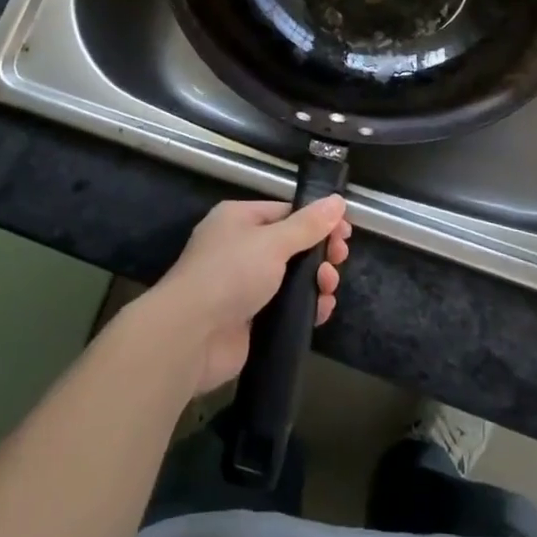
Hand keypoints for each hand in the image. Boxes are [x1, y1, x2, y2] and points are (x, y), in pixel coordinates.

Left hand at [143, 198, 351, 394]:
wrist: (191, 335)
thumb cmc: (231, 274)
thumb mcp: (273, 242)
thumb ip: (308, 225)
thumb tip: (337, 201)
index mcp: (239, 219)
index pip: (286, 211)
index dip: (317, 220)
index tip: (345, 232)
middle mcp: (240, 248)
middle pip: (291, 244)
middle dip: (319, 252)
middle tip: (339, 260)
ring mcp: (243, 285)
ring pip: (290, 277)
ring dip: (315, 280)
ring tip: (329, 287)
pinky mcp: (249, 319)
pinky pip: (284, 307)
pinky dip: (305, 307)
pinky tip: (322, 310)